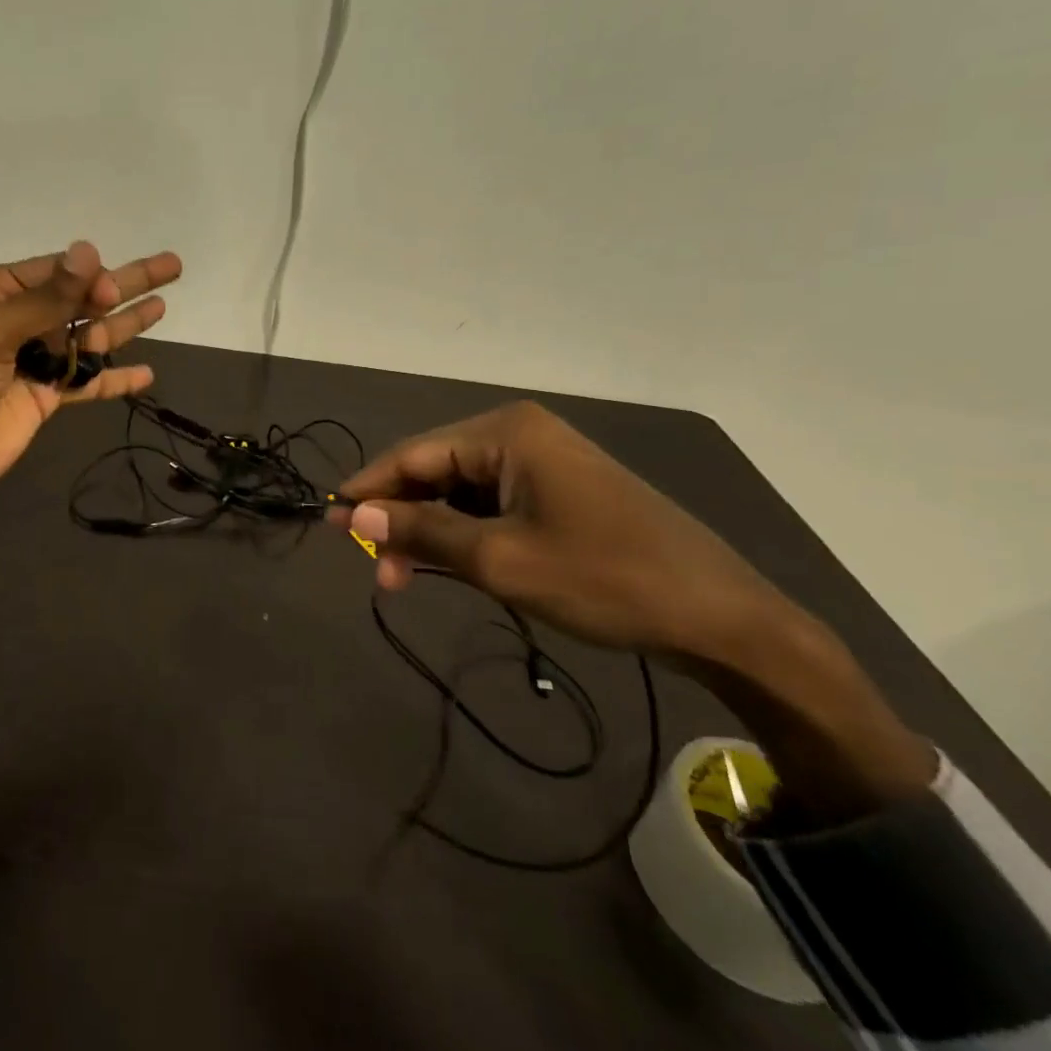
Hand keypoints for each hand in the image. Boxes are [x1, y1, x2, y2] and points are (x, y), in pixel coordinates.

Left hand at [0, 240, 180, 498]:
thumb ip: (45, 298)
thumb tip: (89, 250)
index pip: (57, 273)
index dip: (92, 277)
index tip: (115, 289)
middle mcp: (19, 320)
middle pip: (83, 299)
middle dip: (126, 284)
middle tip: (173, 266)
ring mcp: (34, 360)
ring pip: (91, 338)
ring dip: (126, 325)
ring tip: (164, 307)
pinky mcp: (45, 397)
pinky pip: (88, 382)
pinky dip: (116, 379)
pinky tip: (147, 374)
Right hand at [332, 402, 934, 821]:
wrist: (721, 618)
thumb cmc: (605, 580)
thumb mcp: (500, 560)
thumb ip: (421, 531)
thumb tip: (352, 513)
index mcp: (505, 432)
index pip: (412, 455)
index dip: (367, 491)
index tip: (329, 524)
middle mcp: (520, 433)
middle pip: (434, 471)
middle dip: (400, 518)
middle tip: (376, 571)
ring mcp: (543, 461)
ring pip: (460, 491)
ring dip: (431, 531)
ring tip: (408, 578)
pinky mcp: (559, 489)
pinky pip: (492, 504)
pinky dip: (466, 534)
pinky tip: (453, 565)